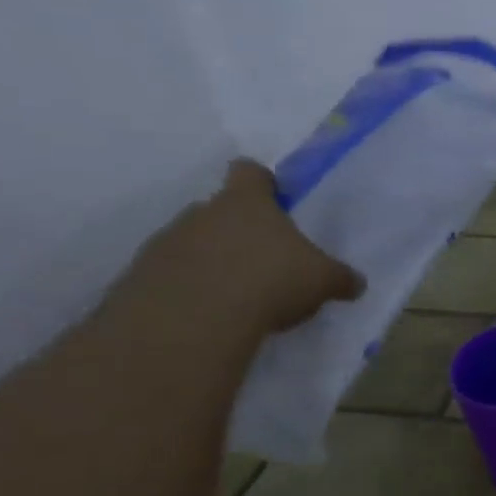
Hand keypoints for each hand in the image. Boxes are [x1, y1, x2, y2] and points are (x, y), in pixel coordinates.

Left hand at [113, 159, 364, 336]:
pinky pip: (168, 277)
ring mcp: (165, 244)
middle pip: (218, 210)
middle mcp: (201, 213)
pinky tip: (207, 316)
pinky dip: (186, 290)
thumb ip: (339, 277)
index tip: (273, 199)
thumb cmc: (269, 281)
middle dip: (236, 230)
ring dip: (208, 261)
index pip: (249, 173)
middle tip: (260, 259)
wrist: (190, 322)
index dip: (261, 182)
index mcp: (247, 203)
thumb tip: (356, 283)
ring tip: (233, 294)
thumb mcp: (321, 280)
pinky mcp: (139, 279)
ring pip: (191, 243)